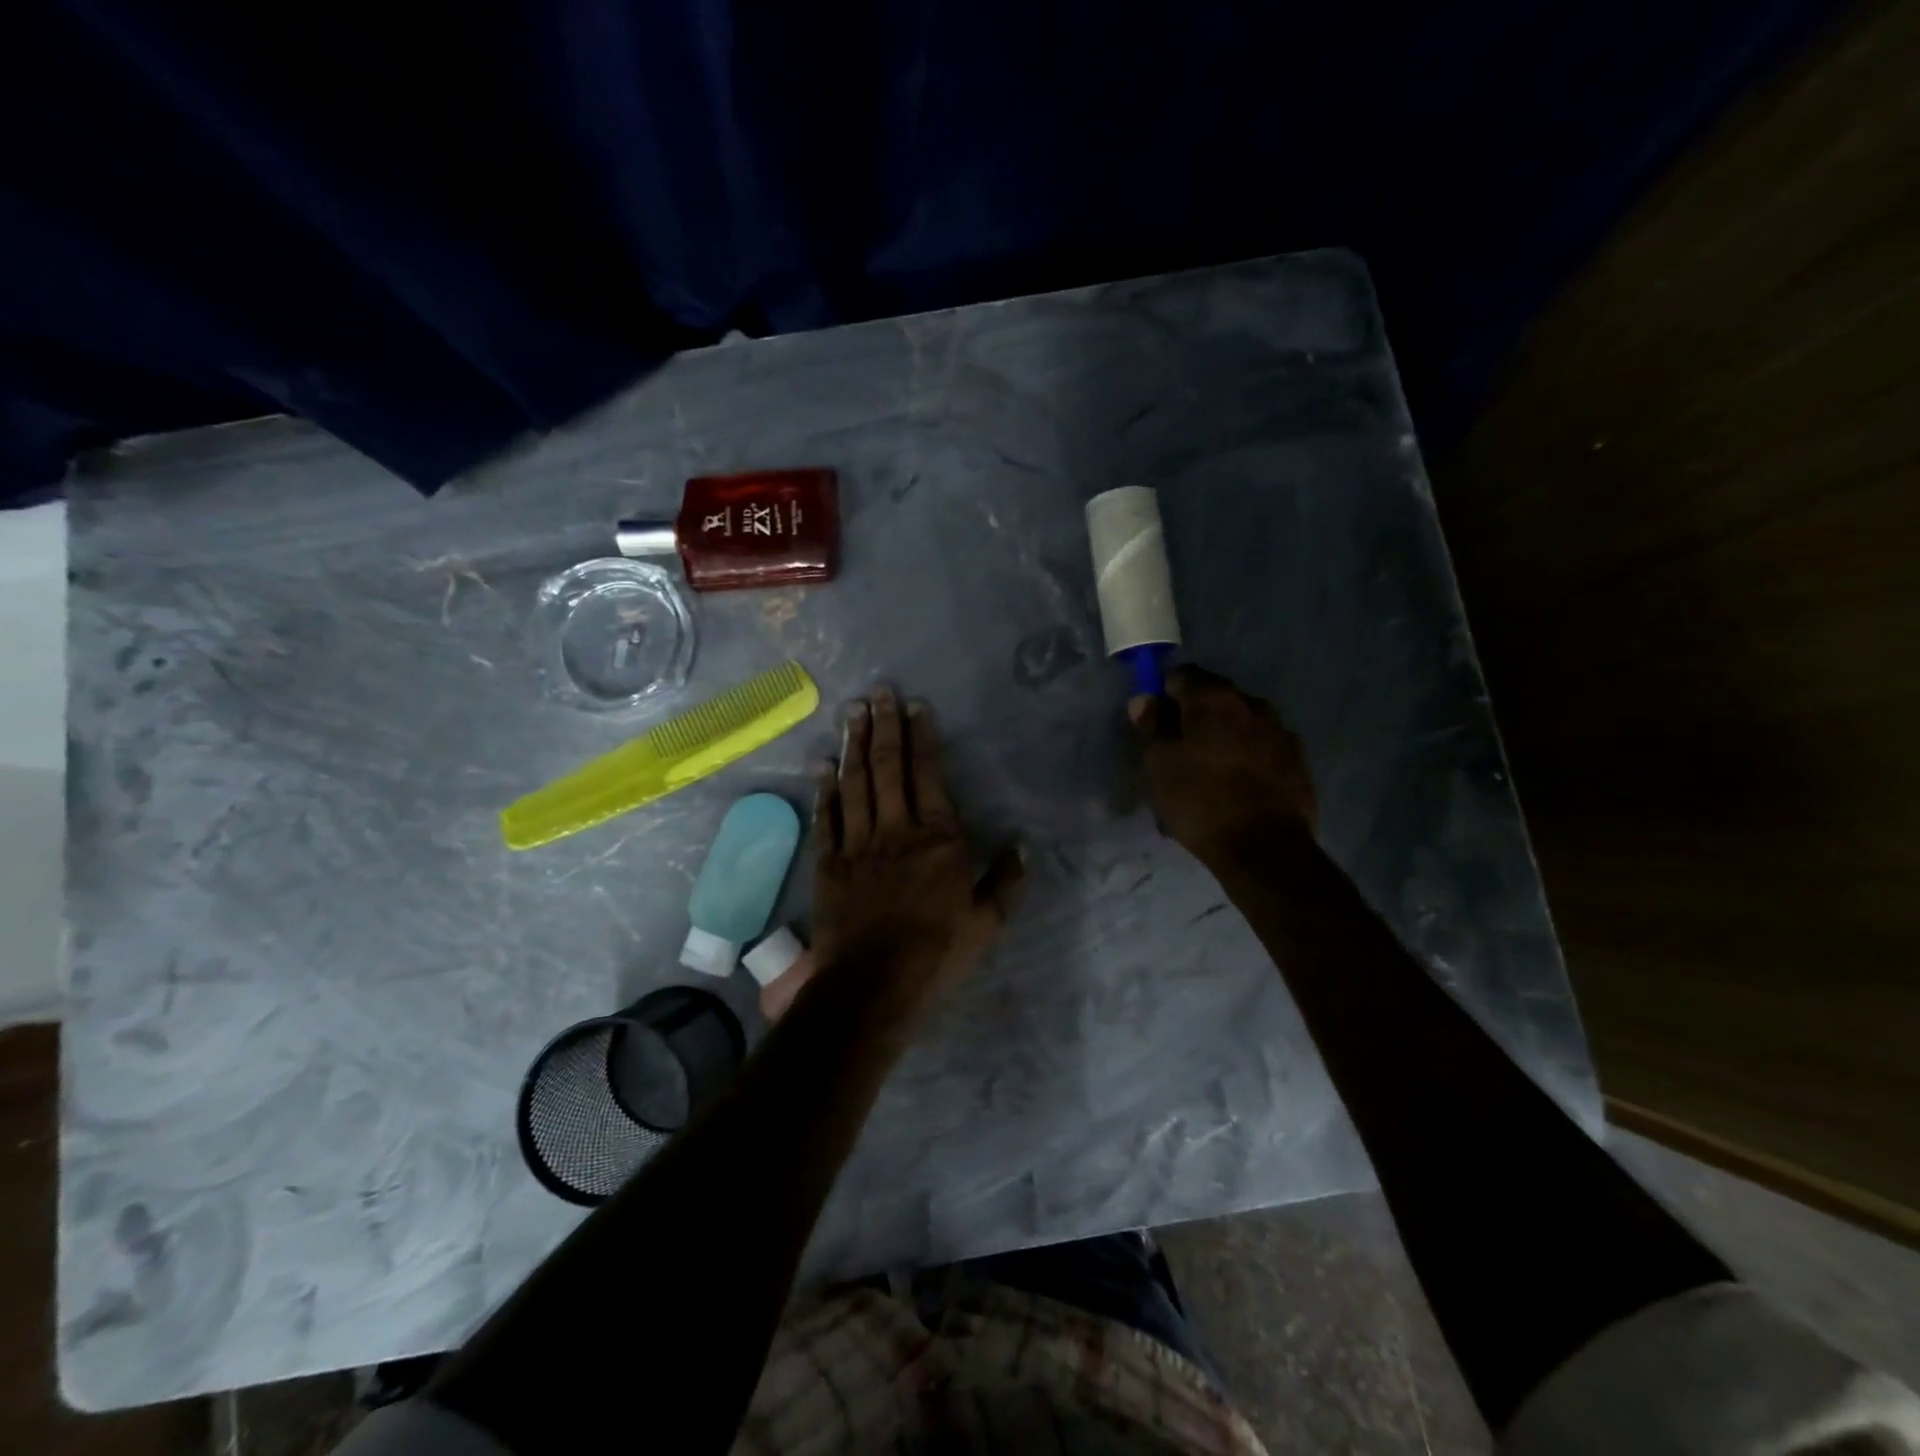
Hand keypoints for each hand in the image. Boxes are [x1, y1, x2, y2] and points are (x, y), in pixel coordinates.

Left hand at [810, 687, 1025, 1011]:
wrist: (873, 986)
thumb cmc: (937, 954)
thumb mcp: (986, 923)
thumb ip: (1006, 882)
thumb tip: (1021, 847)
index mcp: (939, 838)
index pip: (929, 774)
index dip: (922, 738)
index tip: (916, 707)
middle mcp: (896, 829)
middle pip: (887, 767)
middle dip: (884, 726)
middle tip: (879, 692)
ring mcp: (858, 843)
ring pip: (854, 783)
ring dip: (853, 744)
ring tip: (852, 711)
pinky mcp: (829, 862)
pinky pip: (828, 816)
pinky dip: (825, 787)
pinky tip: (822, 763)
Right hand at [1131, 665, 1316, 870]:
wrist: (1265, 848)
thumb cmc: (1200, 801)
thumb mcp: (1161, 765)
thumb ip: (1153, 727)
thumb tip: (1145, 700)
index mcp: (1215, 699)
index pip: (1183, 675)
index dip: (1166, 694)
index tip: (1157, 722)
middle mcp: (1252, 704)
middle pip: (1216, 697)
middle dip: (1196, 716)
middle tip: (1180, 749)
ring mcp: (1280, 731)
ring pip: (1242, 723)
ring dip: (1224, 736)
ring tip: (1210, 771)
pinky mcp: (1298, 760)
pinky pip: (1263, 747)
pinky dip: (1247, 756)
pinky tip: (1237, 785)